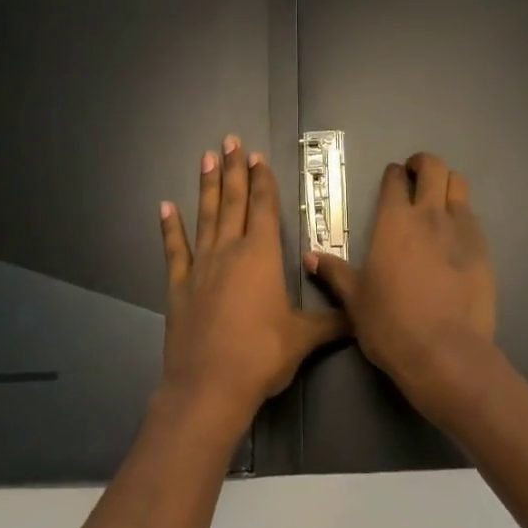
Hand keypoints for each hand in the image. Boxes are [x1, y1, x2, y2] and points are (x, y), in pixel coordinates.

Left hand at [158, 135, 344, 441]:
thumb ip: (332, 322)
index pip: (264, 208)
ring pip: (205, 217)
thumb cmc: (262, 355)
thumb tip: (362, 317)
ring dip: (207, 187)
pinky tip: (165, 207)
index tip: (257, 155)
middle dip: (233, 170)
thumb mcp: (304, 338)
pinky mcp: (178, 288)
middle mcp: (230, 251)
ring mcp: (200, 267)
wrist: (209, 386)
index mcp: (262, 256)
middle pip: (233, 202)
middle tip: (229, 140)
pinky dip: (170, 229)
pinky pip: (174, 251)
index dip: (262, 181)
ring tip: (205, 158)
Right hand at [304, 152, 499, 423]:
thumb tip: (310, 257)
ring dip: (447, 184)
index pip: (395, 180)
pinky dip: (463, 215)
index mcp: (394, 221)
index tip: (391, 178)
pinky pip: (473, 217)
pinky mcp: (484, 249)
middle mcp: (430, 215)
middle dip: (424, 164)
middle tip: (416, 175)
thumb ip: (335, 273)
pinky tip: (455, 234)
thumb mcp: (354, 300)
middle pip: (435, 168)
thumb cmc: (391, 324)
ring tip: (438, 198)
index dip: (393, 174)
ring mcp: (461, 230)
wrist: (445, 352)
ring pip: (459, 185)